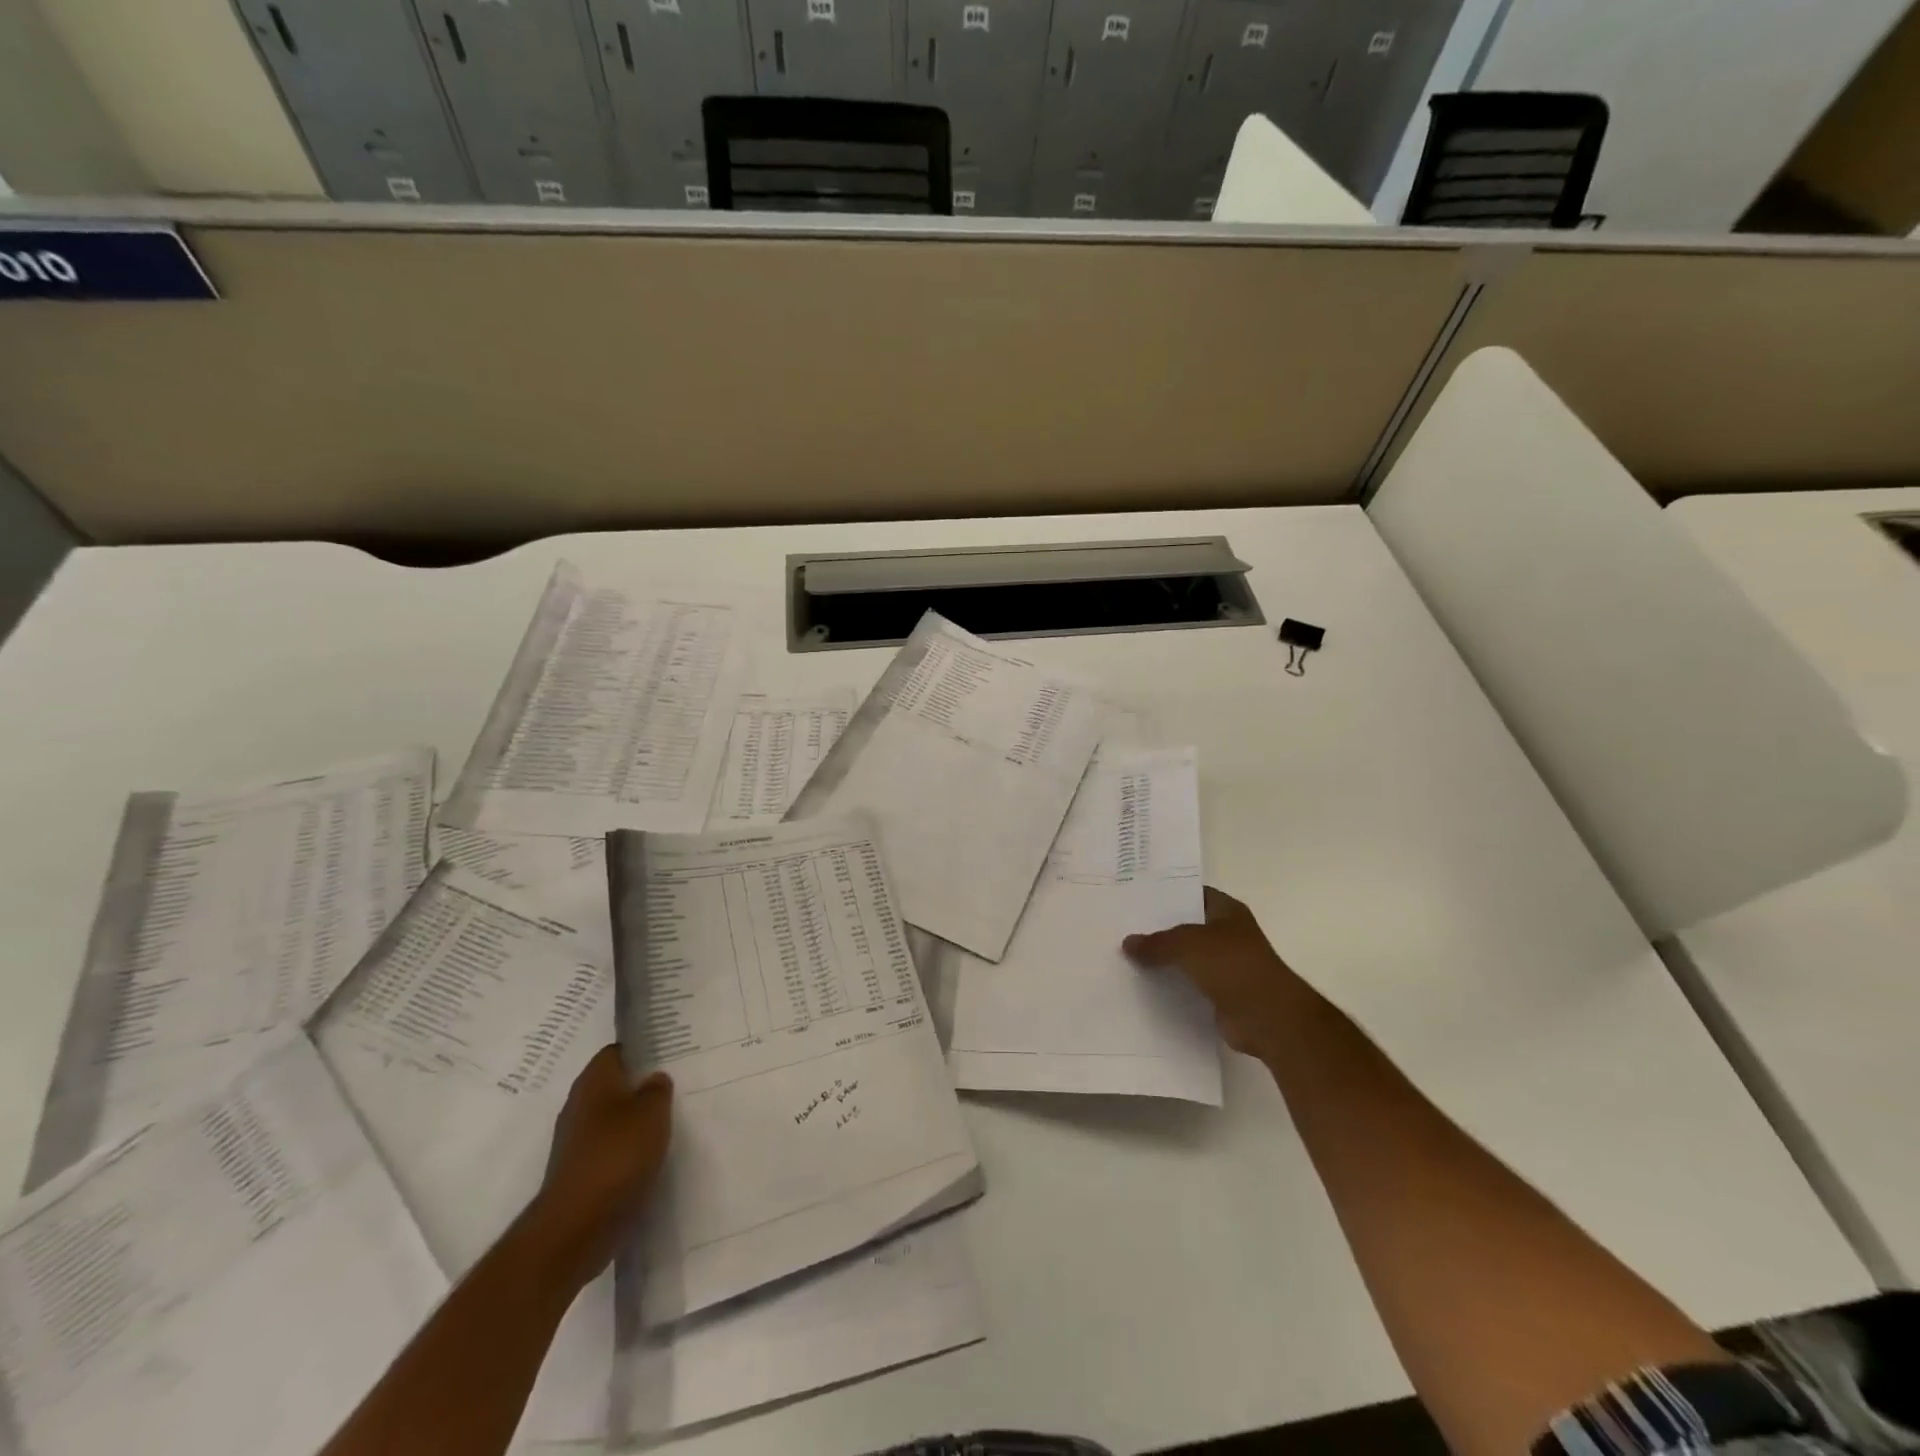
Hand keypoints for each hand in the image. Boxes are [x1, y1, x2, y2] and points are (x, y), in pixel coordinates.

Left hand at [531, 1046, 672, 1290]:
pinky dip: (628, 1150)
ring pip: (613, 1118)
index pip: (617, 1051)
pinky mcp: (580, 1173)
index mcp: (594, 1081)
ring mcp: (576, 1142)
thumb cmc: (617, 1155)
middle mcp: (580, 1105)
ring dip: (636, 1120)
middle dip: (641, 1086)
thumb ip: (658, 1089)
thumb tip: (654, 1079)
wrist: (576, 1227)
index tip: (668, 1054)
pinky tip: (651, 1156)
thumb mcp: (653, 1112)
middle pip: (614, 1085)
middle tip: (675, 1087)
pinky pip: (610, 1149)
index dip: (642, 1050)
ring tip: (669, 1121)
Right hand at [1123, 887, 1308, 1061]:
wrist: (1268, 1017)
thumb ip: (1156, 942)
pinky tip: (1144, 986)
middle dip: (1160, 929)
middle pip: (1187, 927)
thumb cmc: (1232, 966)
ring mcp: (1227, 966)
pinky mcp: (1222, 995)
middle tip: (1124, 927)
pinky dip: (1172, 987)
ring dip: (1164, 961)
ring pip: (1187, 959)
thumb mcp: (1186, 945)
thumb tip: (1127, 943)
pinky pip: (1189, 986)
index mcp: (1227, 912)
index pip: (1193, 895)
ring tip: (1127, 957)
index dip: (1168, 895)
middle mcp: (1228, 935)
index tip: (1137, 898)